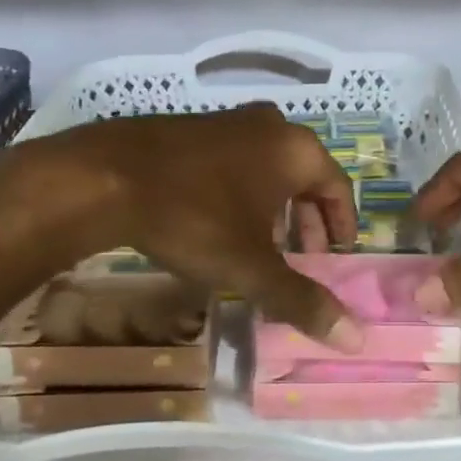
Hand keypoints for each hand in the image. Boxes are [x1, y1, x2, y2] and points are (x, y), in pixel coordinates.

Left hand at [16, 105, 364, 349]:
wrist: (105, 177)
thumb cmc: (193, 217)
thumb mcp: (251, 265)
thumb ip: (302, 300)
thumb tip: (355, 338)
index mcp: (296, 149)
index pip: (339, 187)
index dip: (342, 226)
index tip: (337, 258)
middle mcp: (270, 126)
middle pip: (305, 177)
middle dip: (306, 221)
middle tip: (302, 258)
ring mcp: (229, 121)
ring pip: (269, 169)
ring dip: (274, 208)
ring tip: (263, 247)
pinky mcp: (194, 127)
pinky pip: (237, 162)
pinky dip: (243, 192)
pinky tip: (221, 223)